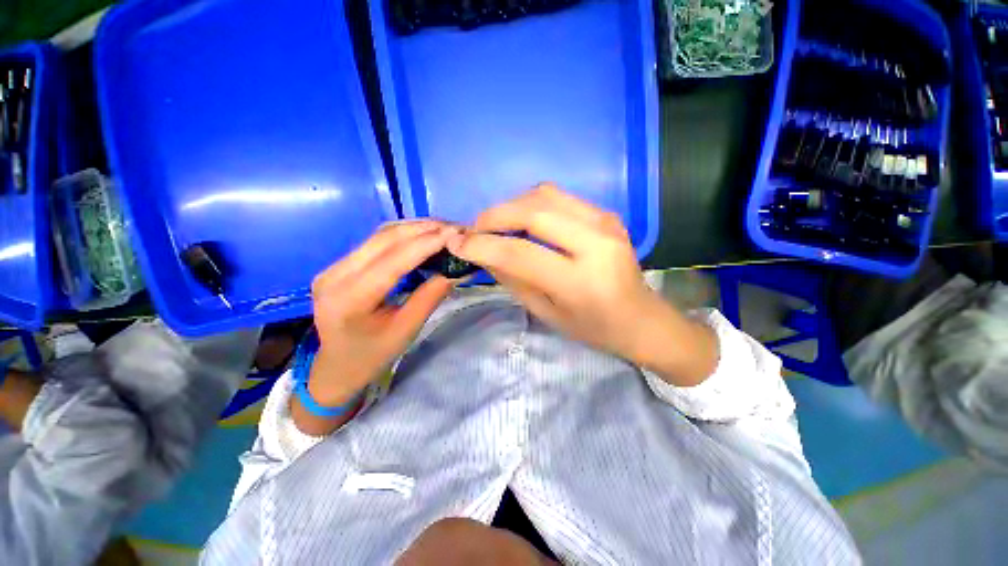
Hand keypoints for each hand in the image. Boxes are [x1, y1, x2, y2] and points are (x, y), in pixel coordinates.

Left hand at [307, 221, 457, 408]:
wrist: (337, 366)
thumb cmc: (373, 355)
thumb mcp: (407, 330)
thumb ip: (430, 297)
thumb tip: (456, 270)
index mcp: (350, 298)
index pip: (393, 260)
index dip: (426, 243)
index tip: (455, 234)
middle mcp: (335, 274)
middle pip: (384, 239)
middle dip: (423, 229)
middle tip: (454, 228)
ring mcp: (333, 266)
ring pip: (379, 235)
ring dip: (414, 228)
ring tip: (442, 228)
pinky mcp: (339, 264)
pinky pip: (375, 241)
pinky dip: (403, 235)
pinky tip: (422, 235)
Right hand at [447, 184, 716, 385]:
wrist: (641, 318)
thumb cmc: (593, 328)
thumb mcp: (547, 312)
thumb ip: (513, 279)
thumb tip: (482, 252)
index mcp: (581, 281)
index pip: (519, 253)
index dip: (482, 245)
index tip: (456, 243)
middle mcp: (596, 243)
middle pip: (532, 212)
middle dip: (493, 216)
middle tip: (475, 230)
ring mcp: (605, 221)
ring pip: (544, 195)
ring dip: (511, 206)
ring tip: (497, 225)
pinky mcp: (606, 213)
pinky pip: (558, 197)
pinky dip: (531, 204)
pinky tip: (523, 222)